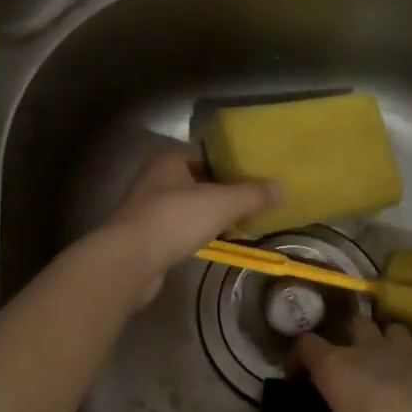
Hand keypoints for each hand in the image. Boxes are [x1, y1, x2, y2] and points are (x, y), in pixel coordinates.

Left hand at [103, 145, 277, 305]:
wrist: (130, 259)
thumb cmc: (175, 219)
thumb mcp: (221, 203)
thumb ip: (251, 194)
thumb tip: (280, 187)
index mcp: (169, 159)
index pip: (205, 152)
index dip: (230, 161)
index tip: (255, 172)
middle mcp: (155, 178)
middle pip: (197, 179)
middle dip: (223, 188)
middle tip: (254, 198)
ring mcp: (148, 208)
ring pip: (188, 205)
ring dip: (209, 212)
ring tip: (240, 220)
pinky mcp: (146, 235)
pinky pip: (180, 228)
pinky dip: (197, 231)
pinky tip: (215, 240)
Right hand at [283, 314, 411, 411]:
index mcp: (337, 366)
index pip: (306, 344)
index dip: (297, 357)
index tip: (297, 378)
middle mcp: (368, 350)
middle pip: (354, 324)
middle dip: (348, 337)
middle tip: (347, 366)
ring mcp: (407, 354)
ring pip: (392, 330)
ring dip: (386, 341)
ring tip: (385, 366)